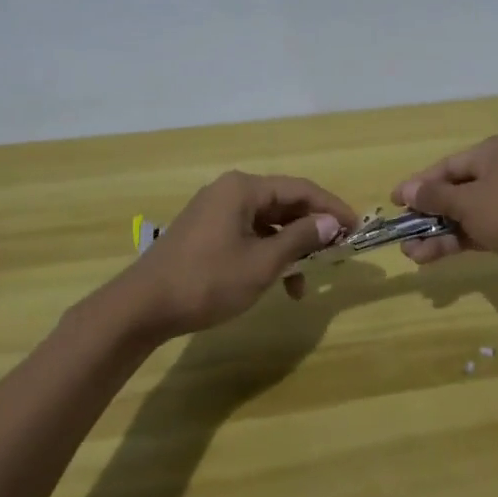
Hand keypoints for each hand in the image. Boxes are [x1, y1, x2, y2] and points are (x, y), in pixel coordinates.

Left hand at [119, 172, 356, 336]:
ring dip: (290, 246)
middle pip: (284, 202)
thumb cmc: (206, 281)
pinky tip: (278, 282)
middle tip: (338, 250)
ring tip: (308, 279)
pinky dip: (268, 253)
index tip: (356, 228)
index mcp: (244, 189)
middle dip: (312, 227)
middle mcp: (230, 191)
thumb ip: (299, 239)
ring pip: (267, 221)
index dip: (332, 207)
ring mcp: (215, 211)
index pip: (301, 189)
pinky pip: (248, 234)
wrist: (141, 307)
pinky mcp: (205, 233)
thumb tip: (330, 223)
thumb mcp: (261, 263)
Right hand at [390, 135, 497, 294]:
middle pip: (456, 190)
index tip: (394, 201)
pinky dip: (457, 242)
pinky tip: (431, 257)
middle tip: (401, 233)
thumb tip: (407, 189)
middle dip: (427, 213)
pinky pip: (478, 232)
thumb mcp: (469, 201)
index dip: (419, 184)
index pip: (448, 165)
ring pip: (465, 215)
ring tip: (411, 254)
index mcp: (493, 152)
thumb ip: (436, 197)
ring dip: (438, 233)